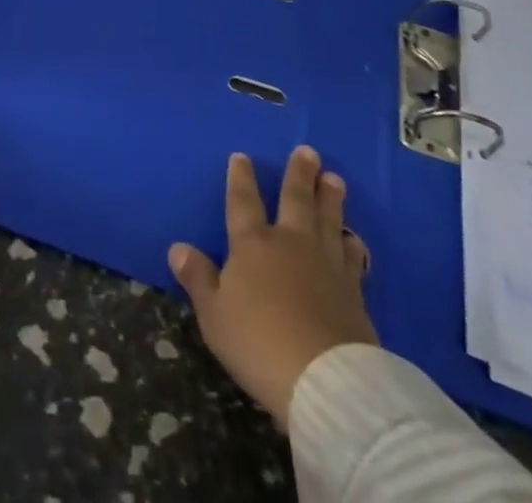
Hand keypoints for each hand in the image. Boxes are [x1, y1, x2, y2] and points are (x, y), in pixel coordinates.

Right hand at [169, 146, 375, 427]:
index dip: (241, 178)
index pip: (243, 202)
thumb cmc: (259, 343)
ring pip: (328, 220)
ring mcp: (326, 264)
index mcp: (253, 244)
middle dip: (299, 174)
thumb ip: (198, 278)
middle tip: (308, 151)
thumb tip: (177, 247)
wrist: (325, 380)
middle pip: (295, 200)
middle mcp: (291, 243)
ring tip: (334, 178)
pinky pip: (353, 257)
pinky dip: (352, 244)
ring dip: (330, 198)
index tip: (242, 156)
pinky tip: (354, 238)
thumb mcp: (214, 315)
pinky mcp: (354, 291)